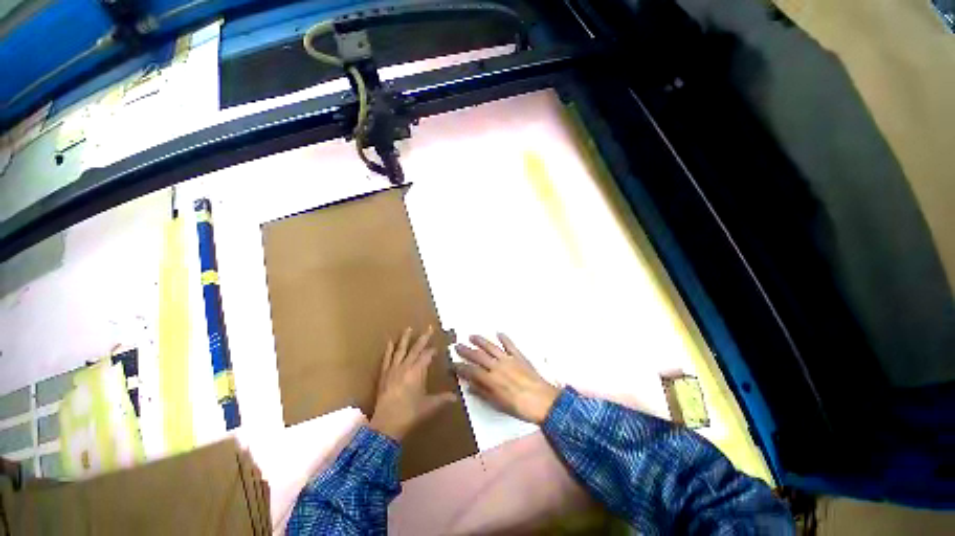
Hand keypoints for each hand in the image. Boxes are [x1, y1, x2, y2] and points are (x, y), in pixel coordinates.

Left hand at [369, 326, 456, 440]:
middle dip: (424, 338)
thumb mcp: (429, 405)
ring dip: (405, 339)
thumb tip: (456, 398)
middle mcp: (406, 366)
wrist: (386, 424)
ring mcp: (394, 369)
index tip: (437, 347)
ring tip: (408, 328)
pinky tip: (390, 342)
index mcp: (418, 371)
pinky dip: (389, 350)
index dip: (432, 351)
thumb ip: (443, 399)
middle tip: (429, 327)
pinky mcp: (384, 375)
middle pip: (416, 348)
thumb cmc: (410, 413)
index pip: (427, 356)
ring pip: (401, 350)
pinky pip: (387, 359)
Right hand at [453, 334, 559, 424]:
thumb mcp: (498, 405)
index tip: (452, 364)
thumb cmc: (519, 407)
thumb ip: (483, 393)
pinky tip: (499, 333)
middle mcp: (497, 366)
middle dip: (466, 350)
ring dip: (481, 341)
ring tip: (472, 336)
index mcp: (491, 379)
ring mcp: (508, 359)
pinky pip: (510, 345)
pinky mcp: (519, 356)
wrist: (543, 401)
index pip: (471, 371)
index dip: (460, 367)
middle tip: (457, 345)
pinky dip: (504, 338)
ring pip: (491, 347)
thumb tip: (469, 386)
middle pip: (478, 356)